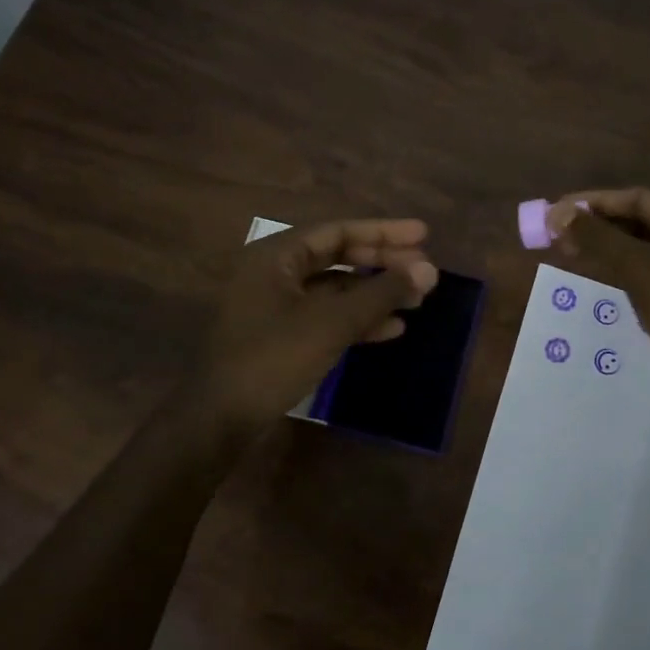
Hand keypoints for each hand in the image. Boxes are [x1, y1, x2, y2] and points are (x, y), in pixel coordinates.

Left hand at [193, 218, 439, 428]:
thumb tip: (429, 270)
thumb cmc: (272, 359)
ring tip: (417, 300)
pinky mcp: (281, 336)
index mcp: (276, 256)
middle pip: (338, 257)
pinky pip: (326, 316)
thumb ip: (381, 293)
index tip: (423, 235)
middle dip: (382, 263)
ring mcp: (276, 306)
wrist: (220, 419)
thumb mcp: (332, 323)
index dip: (384, 232)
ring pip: (335, 289)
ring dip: (375, 293)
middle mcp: (274, 273)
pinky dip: (357, 320)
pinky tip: (392, 329)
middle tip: (424, 270)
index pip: (338, 231)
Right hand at [547, 189, 649, 393]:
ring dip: (617, 251)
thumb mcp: (640, 270)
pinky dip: (637, 272)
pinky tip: (614, 284)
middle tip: (561, 239)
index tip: (555, 212)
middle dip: (603, 228)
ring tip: (578, 258)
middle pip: (647, 220)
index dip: (592, 204)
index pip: (636, 197)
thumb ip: (598, 239)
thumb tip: (557, 213)